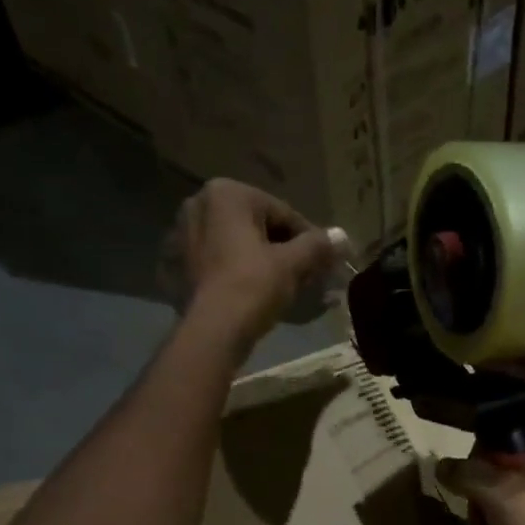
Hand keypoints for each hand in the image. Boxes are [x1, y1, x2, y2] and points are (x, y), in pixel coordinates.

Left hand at [174, 179, 339, 356]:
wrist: (214, 330)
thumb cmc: (253, 286)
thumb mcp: (293, 263)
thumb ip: (318, 245)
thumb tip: (343, 236)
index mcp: (228, 194)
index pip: (283, 213)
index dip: (309, 239)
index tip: (326, 261)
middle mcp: (200, 203)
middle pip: (259, 226)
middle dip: (286, 249)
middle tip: (309, 275)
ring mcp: (185, 234)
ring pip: (240, 244)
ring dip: (265, 261)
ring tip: (288, 286)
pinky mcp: (181, 263)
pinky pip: (222, 261)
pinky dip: (242, 271)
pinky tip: (258, 292)